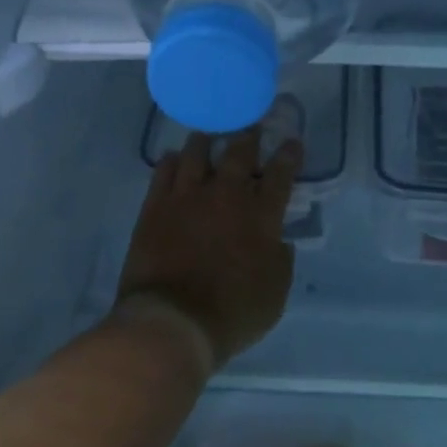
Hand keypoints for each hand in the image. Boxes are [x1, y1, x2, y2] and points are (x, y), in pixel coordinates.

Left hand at [116, 129, 301, 371]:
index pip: (280, 174)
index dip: (288, 155)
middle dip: (248, 136)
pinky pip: (163, 172)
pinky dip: (172, 161)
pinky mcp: (155, 206)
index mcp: (261, 216)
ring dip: (207, 141)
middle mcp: (226, 196)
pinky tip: (174, 158)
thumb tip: (277, 240)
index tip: (291, 142)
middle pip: (239, 153)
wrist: (173, 320)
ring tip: (208, 135)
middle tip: (250, 127)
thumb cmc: (233, 313)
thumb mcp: (276, 293)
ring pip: (198, 154)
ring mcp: (187, 197)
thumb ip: (280, 260)